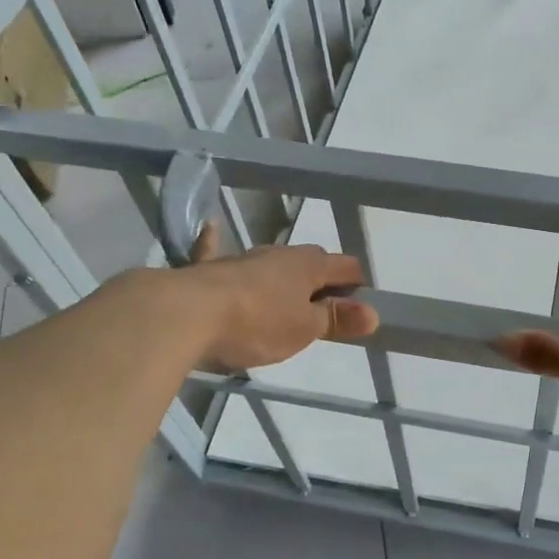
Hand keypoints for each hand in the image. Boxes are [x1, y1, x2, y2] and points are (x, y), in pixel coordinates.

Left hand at [177, 221, 379, 370]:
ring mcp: (241, 259)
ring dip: (282, 276)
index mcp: (307, 265)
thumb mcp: (304, 330)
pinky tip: (213, 228)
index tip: (358, 307)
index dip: (356, 285)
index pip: (345, 266)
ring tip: (286, 298)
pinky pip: (215, 252)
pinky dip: (217, 244)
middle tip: (325, 310)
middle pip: (309, 262)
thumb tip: (373, 313)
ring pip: (271, 262)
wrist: (185, 314)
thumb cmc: (256, 323)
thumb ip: (336, 320)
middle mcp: (277, 254)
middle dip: (321, 281)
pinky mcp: (207, 270)